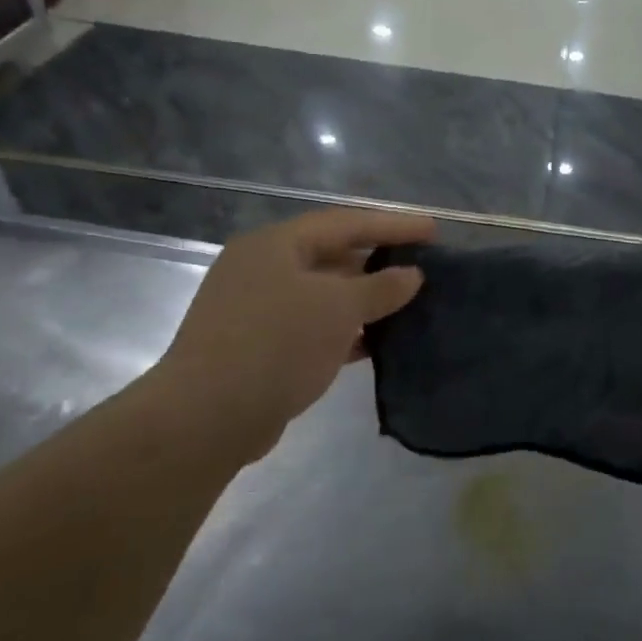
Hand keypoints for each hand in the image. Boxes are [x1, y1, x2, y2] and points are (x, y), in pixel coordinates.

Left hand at [148, 208, 433, 463]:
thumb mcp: (337, 309)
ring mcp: (259, 309)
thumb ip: (380, 287)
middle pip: (332, 255)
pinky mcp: (261, 347)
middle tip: (423, 266)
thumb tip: (411, 274)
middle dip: (379, 261)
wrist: (207, 417)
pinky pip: (315, 327)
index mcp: (275, 245)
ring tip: (409, 304)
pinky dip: (347, 331)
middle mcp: (263, 269)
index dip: (393, 224)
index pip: (345, 223)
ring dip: (365, 300)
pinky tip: (378, 343)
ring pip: (324, 295)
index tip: (434, 230)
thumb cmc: (276, 345)